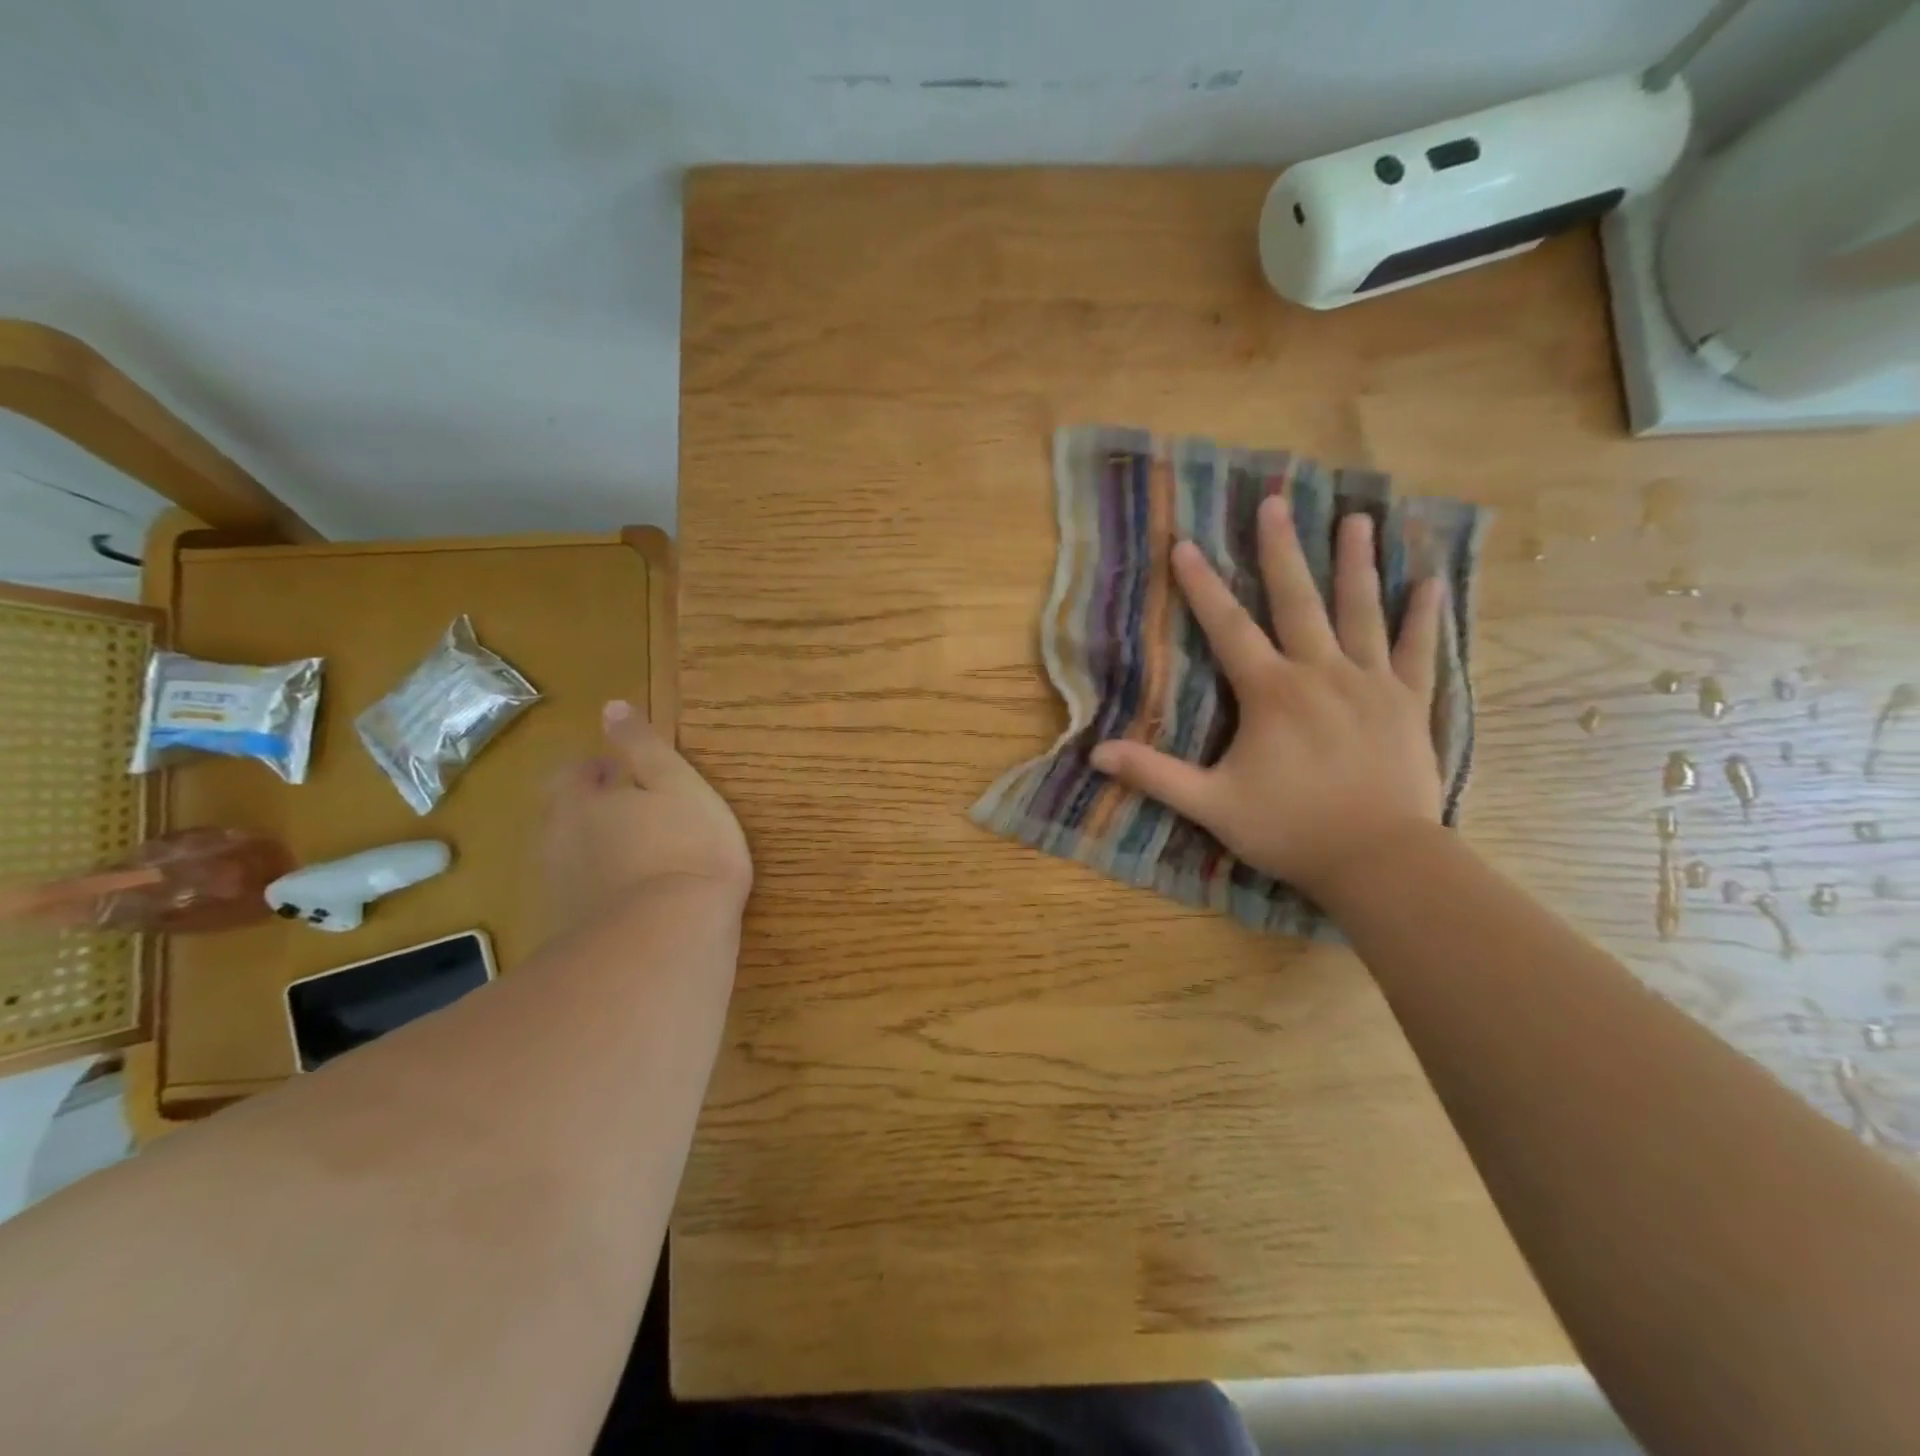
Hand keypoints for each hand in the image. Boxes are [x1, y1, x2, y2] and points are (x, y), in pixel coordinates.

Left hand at [541, 701, 751, 932]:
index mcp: (581, 801)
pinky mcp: (570, 932)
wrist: (668, 938)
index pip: (574, 773)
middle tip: (639, 816)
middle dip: (594, 811)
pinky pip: (582, 897)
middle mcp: (558, 841)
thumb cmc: (686, 847)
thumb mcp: (677, 783)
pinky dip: (602, 890)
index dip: (599, 770)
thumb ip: (644, 746)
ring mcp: (560, 890)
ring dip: (598, 852)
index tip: (629, 776)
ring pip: (572, 857)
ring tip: (642, 858)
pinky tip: (635, 900)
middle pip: (566, 816)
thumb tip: (612, 706)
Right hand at [1090, 500, 1444, 899]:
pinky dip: (1423, 617)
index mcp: (1271, 692)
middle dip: (1282, 550)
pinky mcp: (1409, 704)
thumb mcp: (1211, 805)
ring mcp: (1371, 684)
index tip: (1186, 544)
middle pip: (1298, 601)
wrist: (1379, 860)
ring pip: (1361, 613)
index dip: (1202, 586)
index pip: (1228, 628)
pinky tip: (1430, 582)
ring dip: (1356, 564)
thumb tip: (1096, 753)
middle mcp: (1321, 673)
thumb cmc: (1290, 829)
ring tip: (1359, 518)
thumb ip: (1154, 775)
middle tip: (1276, 502)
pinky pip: (1418, 652)